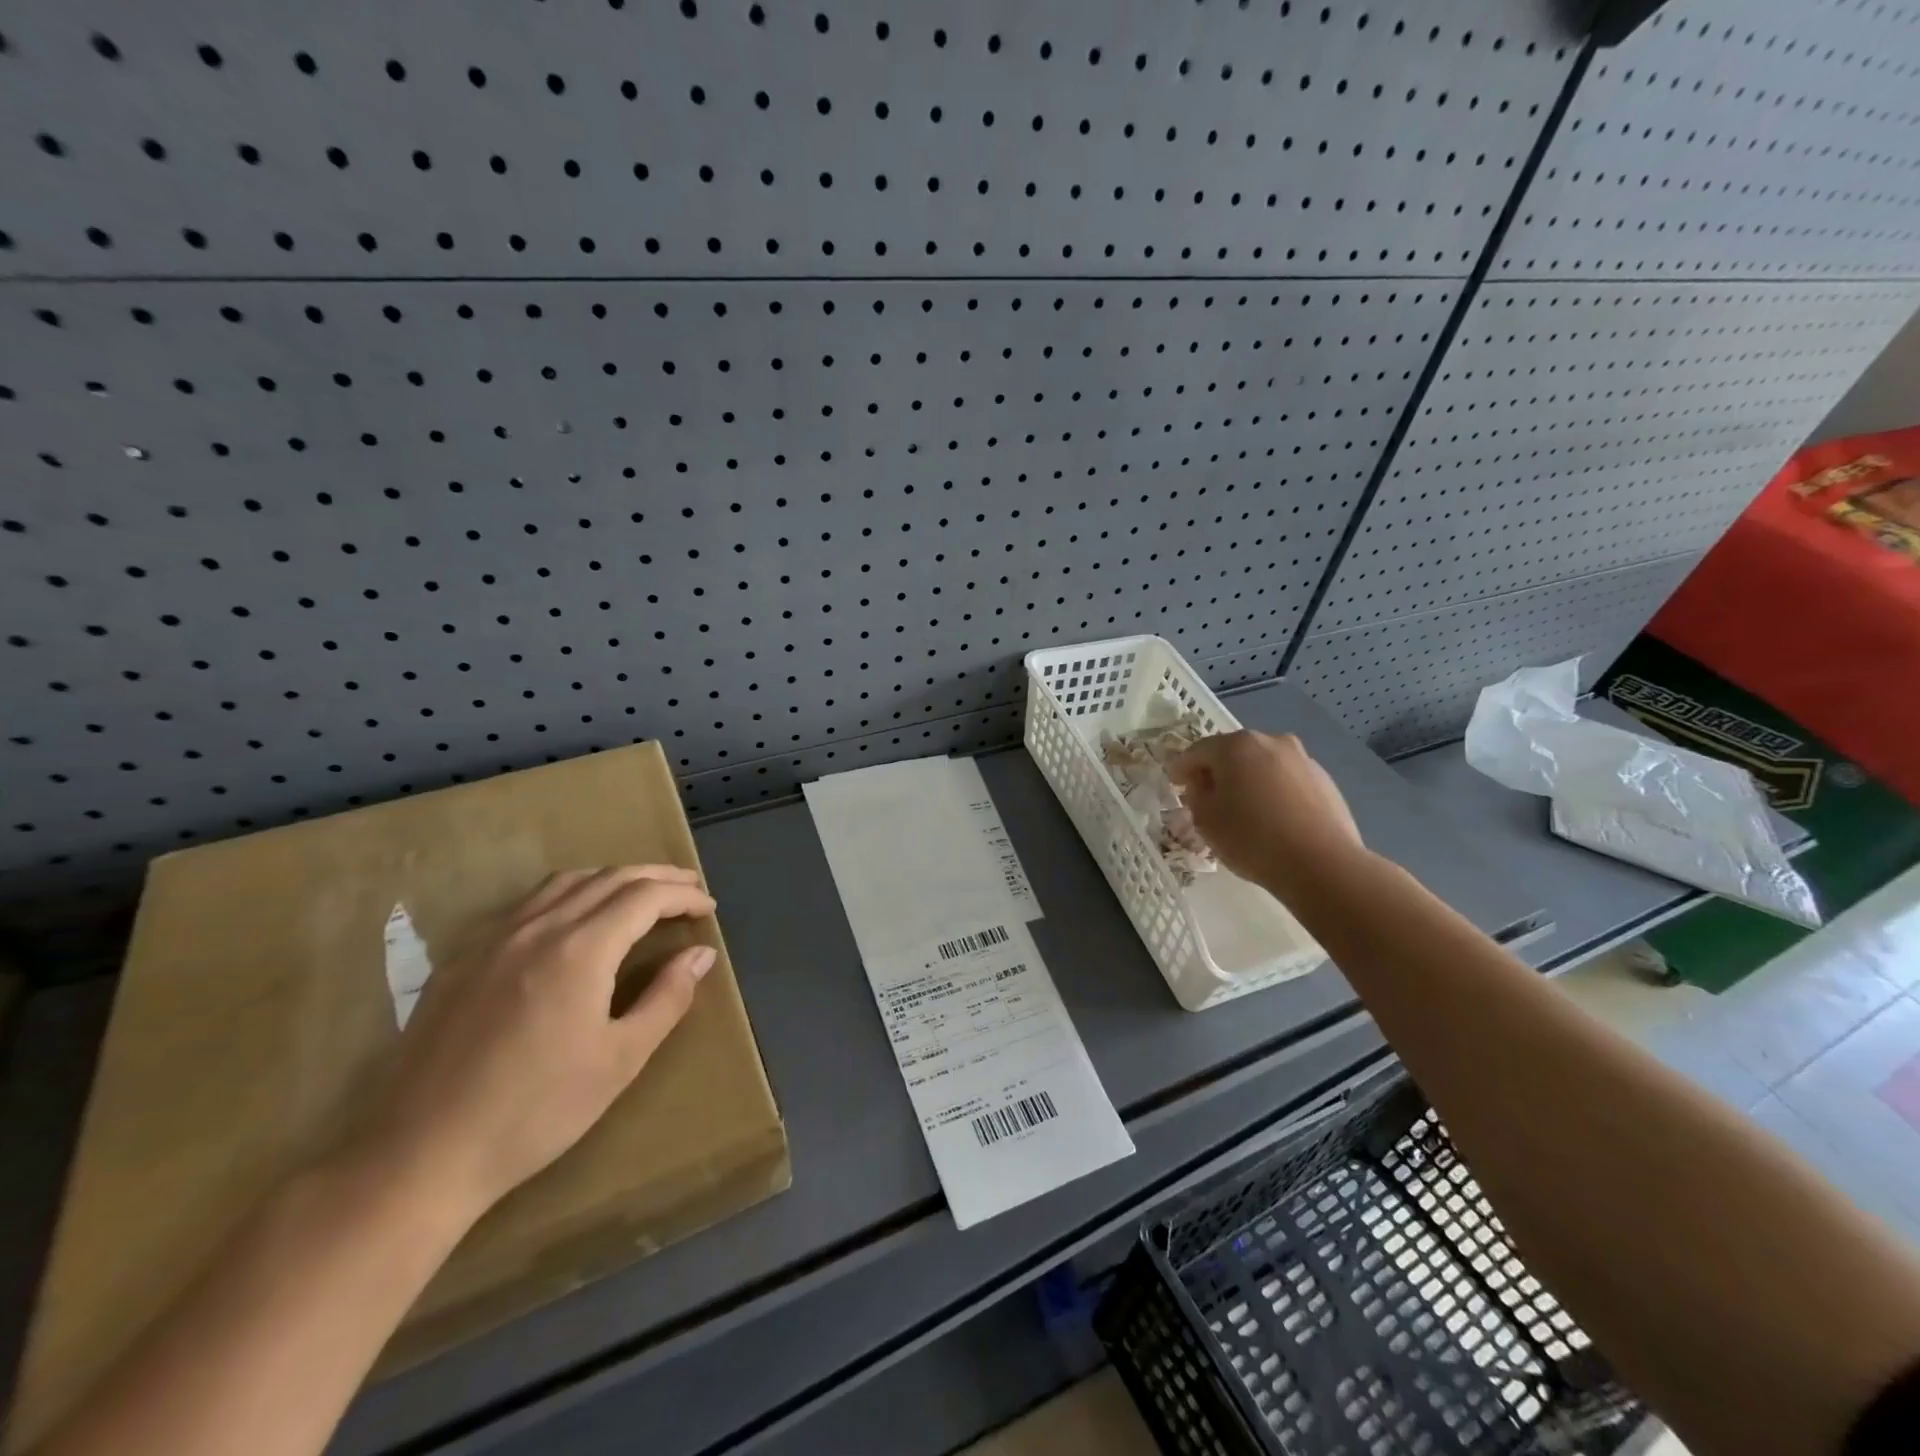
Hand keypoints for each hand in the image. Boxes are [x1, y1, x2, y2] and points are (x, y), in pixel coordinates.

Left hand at [346, 867, 717, 1220]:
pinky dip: (570, 894)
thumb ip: (667, 998)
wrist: (419, 1155)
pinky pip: (528, 904)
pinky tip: (574, 921)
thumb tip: (700, 954)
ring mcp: (494, 939)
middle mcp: (538, 928)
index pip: (645, 897)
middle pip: (609, 877)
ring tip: (640, 894)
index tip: (708, 909)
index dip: (683, 895)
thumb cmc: (535, 1111)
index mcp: (580, 949)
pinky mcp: (463, 960)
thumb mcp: (620, 1060)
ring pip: (566, 882)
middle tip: (688, 889)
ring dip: (612, 878)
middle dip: (656, 877)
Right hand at [1169, 731, 1364, 892]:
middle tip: (1208, 797)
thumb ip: (1196, 795)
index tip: (1174, 784)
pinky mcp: (1324, 780)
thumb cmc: (1252, 838)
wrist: (1322, 864)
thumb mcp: (1206, 820)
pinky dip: (1274, 792)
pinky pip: (1287, 780)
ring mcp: (1302, 759)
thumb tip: (1202, 784)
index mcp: (1236, 745)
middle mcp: (1270, 741)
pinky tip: (1273, 819)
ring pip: (1263, 765)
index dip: (1181, 768)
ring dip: (1248, 780)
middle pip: (1233, 752)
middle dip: (1218, 771)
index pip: (1197, 751)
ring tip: (1244, 810)